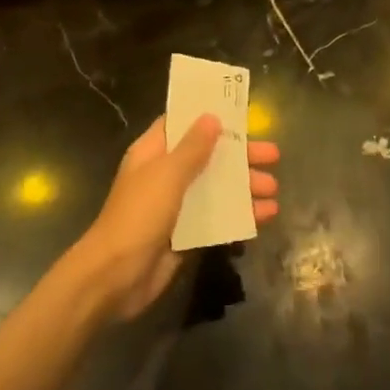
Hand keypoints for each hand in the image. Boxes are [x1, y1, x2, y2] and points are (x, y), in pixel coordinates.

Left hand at [69, 114, 280, 320]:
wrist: (115, 277)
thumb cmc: (139, 215)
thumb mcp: (167, 175)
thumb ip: (192, 147)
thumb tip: (211, 117)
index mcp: (153, 152)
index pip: (181, 124)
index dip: (208, 116)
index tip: (240, 113)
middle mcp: (164, 174)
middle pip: (207, 156)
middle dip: (239, 155)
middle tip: (274, 156)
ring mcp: (175, 206)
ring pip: (215, 188)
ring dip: (244, 187)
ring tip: (274, 190)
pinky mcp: (185, 234)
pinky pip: (216, 218)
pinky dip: (239, 215)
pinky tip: (264, 217)